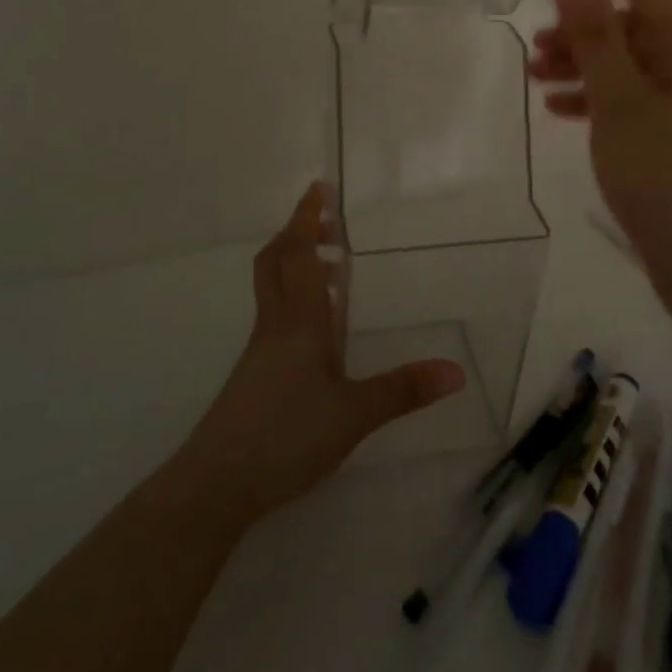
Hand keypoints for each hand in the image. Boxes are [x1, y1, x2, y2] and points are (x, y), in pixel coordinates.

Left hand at [173, 183, 466, 526]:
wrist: (215, 484)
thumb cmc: (285, 437)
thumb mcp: (354, 415)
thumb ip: (403, 390)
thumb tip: (456, 371)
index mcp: (300, 321)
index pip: (299, 254)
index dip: (308, 218)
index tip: (319, 187)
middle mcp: (275, 324)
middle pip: (276, 261)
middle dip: (297, 232)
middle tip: (325, 221)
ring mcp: (260, 348)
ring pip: (272, 286)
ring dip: (295, 263)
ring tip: (330, 265)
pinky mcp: (253, 372)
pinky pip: (275, 314)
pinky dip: (295, 297)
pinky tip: (318, 326)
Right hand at [530, 0, 671, 305]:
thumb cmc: (667, 176)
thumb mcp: (620, 100)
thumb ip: (595, 33)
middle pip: (636, 30)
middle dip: (584, 29)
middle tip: (536, 42)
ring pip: (631, 70)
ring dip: (585, 66)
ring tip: (537, 76)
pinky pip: (634, 105)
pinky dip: (598, 102)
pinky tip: (562, 111)